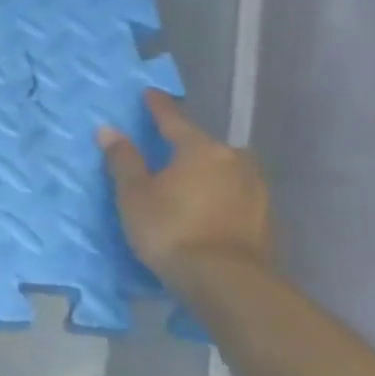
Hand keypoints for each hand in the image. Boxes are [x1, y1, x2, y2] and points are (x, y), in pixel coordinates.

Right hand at [98, 90, 272, 294]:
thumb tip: (110, 130)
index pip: (174, 120)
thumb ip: (124, 160)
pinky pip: (234, 192)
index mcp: (200, 149)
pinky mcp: (263, 218)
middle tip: (166, 147)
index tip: (150, 93)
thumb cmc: (170, 228)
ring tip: (187, 178)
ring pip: (225, 169)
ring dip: (207, 170)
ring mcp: (255, 190)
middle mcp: (234, 161)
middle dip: (187, 144)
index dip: (158, 107)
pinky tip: (205, 204)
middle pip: (206, 145)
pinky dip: (218, 193)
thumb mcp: (134, 193)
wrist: (226, 281)